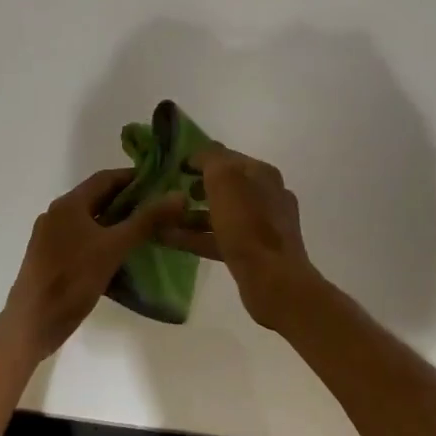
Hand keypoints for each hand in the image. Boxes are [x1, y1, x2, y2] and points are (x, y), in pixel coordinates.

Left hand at [0, 169, 187, 360]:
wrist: (32, 324)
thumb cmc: (72, 280)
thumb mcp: (113, 248)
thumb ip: (146, 221)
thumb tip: (178, 195)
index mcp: (68, 205)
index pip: (106, 178)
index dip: (134, 178)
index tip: (162, 183)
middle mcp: (57, 215)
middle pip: (98, 199)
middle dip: (129, 202)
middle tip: (161, 209)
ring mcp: (51, 238)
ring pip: (91, 222)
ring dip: (118, 223)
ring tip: (149, 231)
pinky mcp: (51, 259)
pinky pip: (83, 241)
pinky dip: (104, 241)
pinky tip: (123, 255)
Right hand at [157, 146, 321, 331]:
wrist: (273, 280)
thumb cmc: (248, 225)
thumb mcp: (225, 179)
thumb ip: (211, 160)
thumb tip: (199, 155)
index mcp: (262, 174)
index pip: (226, 157)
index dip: (199, 159)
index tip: (172, 166)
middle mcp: (266, 196)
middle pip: (225, 186)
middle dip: (196, 187)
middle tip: (167, 193)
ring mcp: (262, 226)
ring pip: (220, 214)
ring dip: (192, 215)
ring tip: (162, 218)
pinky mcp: (253, 253)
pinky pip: (219, 238)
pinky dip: (196, 237)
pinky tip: (169, 240)